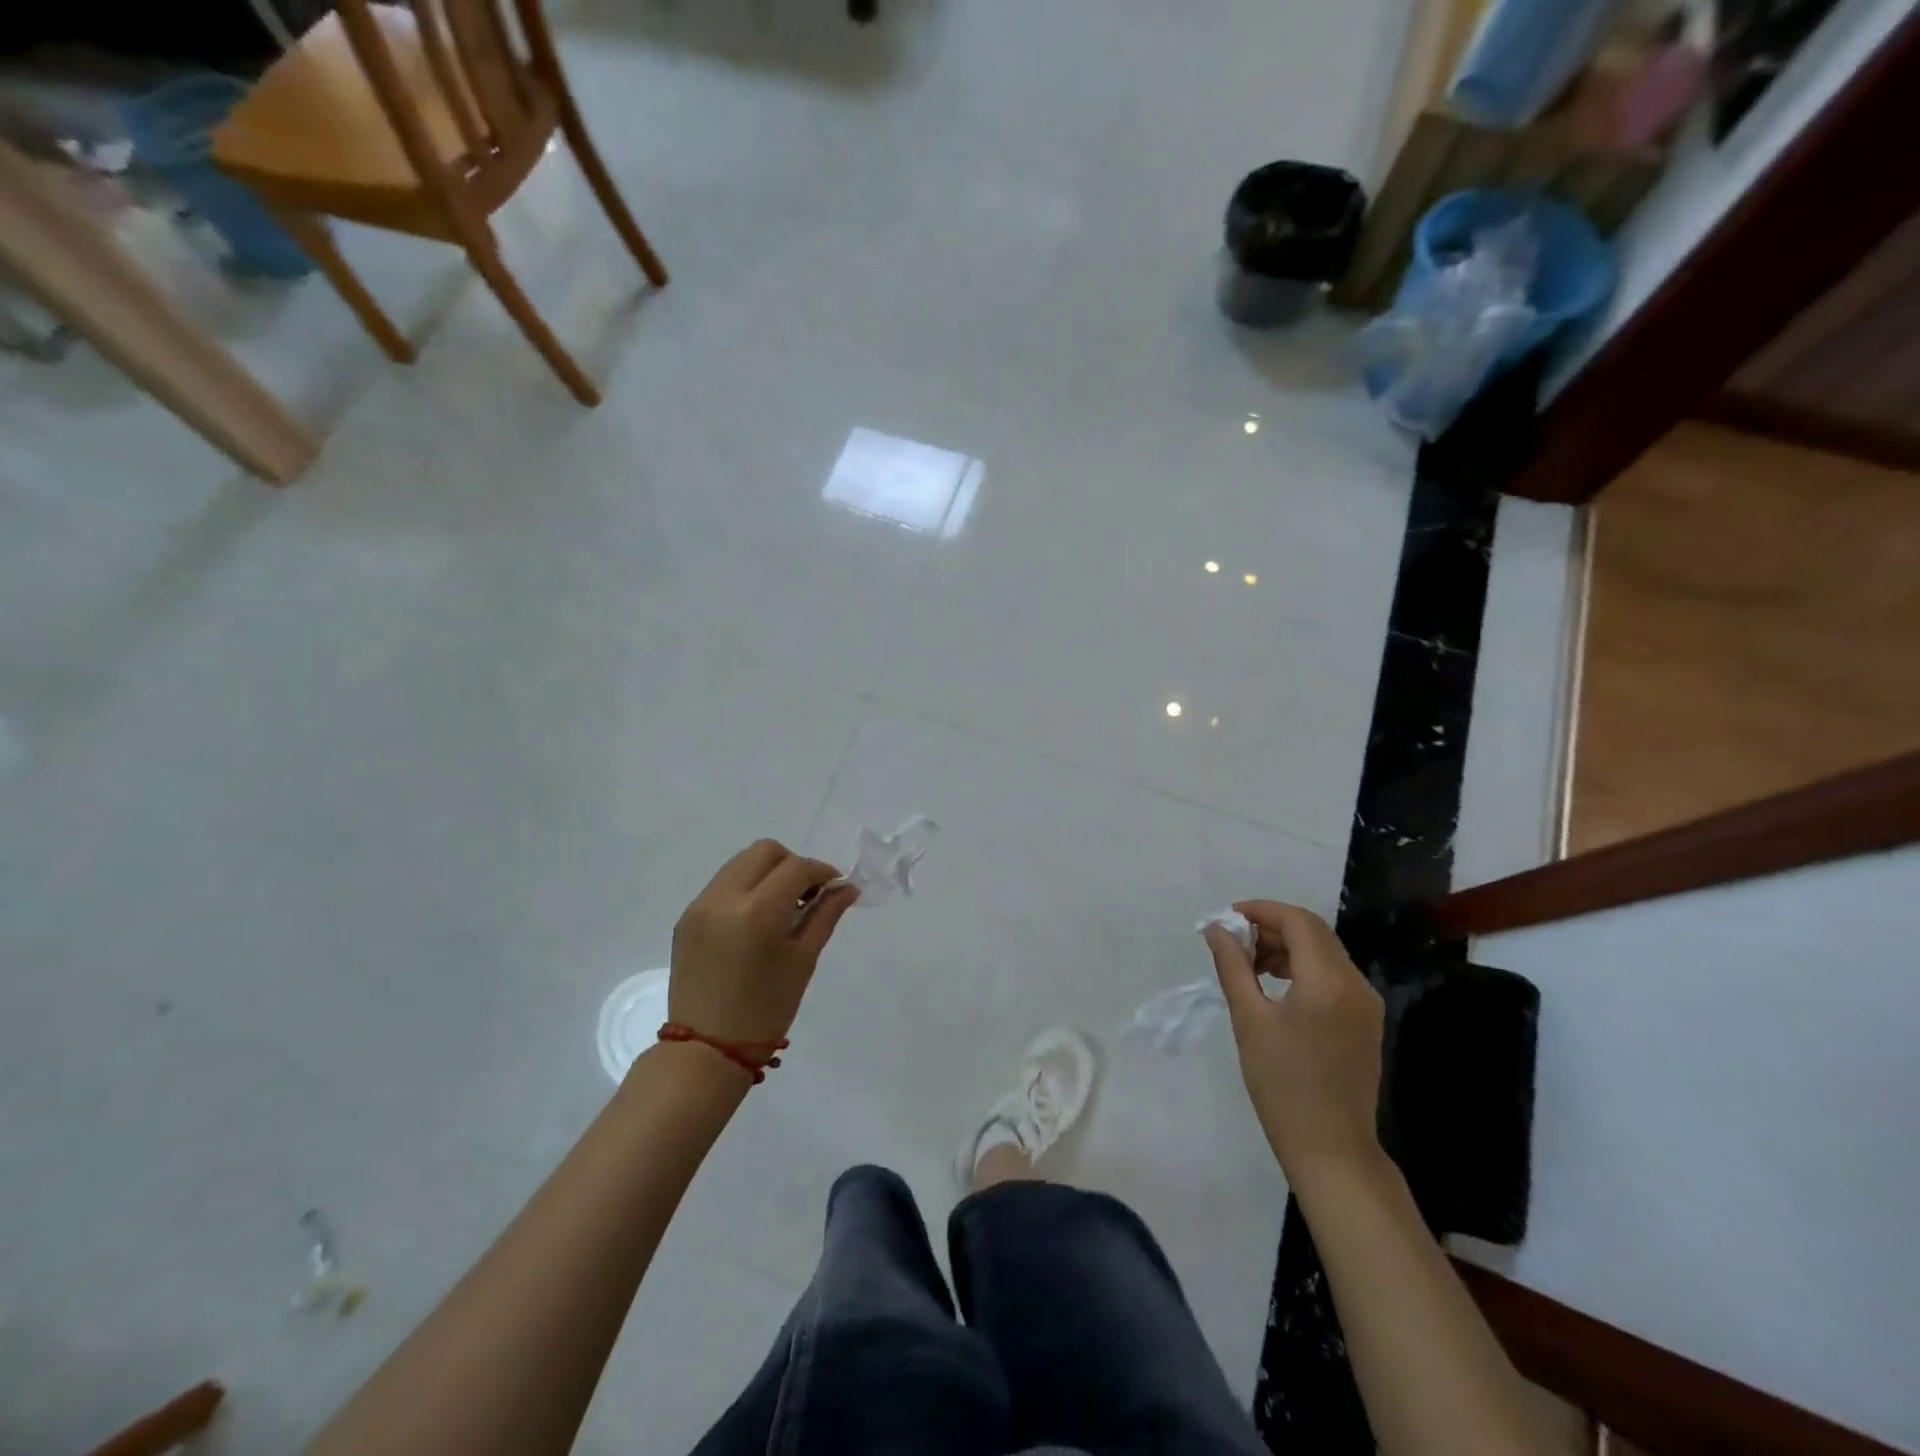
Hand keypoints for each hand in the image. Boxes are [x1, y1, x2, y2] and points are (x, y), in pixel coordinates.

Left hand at [669, 840, 857, 1046]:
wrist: (706, 1050)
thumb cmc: (766, 1010)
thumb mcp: (803, 960)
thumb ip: (825, 915)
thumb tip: (848, 888)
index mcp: (756, 911)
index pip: (796, 867)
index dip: (821, 872)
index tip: (835, 888)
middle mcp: (723, 898)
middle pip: (765, 851)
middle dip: (792, 864)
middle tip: (807, 895)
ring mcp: (700, 905)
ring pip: (741, 863)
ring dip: (768, 873)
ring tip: (782, 908)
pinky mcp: (687, 917)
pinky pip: (723, 884)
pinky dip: (746, 888)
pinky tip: (756, 921)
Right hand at [1203, 901, 1384, 1185]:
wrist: (1331, 1149)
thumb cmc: (1283, 1084)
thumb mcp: (1249, 1020)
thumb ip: (1233, 966)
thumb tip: (1217, 929)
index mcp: (1329, 981)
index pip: (1298, 921)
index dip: (1260, 911)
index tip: (1226, 919)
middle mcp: (1355, 984)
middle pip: (1313, 932)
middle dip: (1271, 927)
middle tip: (1234, 942)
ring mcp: (1365, 1004)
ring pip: (1324, 953)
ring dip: (1286, 947)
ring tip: (1249, 966)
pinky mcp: (1365, 1021)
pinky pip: (1332, 976)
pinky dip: (1302, 968)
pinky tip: (1275, 986)